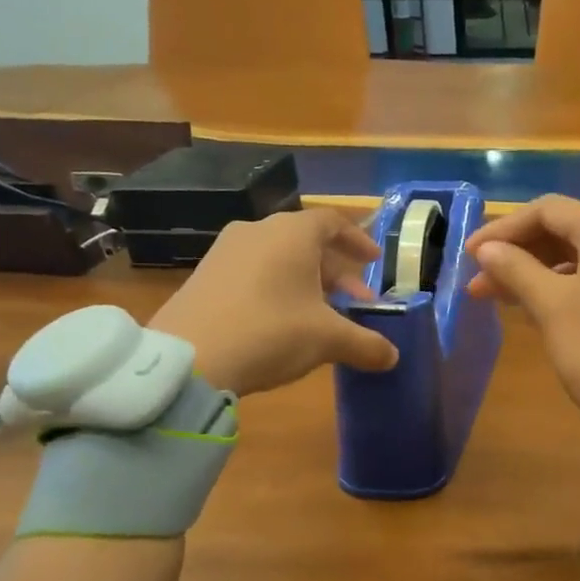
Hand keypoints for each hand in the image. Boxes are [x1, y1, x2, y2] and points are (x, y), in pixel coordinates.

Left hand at [150, 208, 398, 395]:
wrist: (187, 359)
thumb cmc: (270, 332)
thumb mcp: (327, 340)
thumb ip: (365, 344)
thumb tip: (393, 357)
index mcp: (292, 233)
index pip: (332, 222)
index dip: (358, 239)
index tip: (373, 261)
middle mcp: (258, 232)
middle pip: (308, 243)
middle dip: (338, 273)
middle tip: (357, 302)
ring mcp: (225, 252)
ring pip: (280, 260)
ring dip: (308, 284)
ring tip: (324, 317)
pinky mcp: (204, 276)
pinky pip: (254, 273)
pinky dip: (278, 290)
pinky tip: (284, 324)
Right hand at [466, 196, 579, 494]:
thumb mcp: (551, 306)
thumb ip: (516, 269)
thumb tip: (486, 249)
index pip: (547, 211)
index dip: (503, 229)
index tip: (469, 256)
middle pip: (564, 232)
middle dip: (517, 253)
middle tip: (478, 282)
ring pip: (578, 259)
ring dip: (534, 273)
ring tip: (496, 298)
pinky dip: (560, 289)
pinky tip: (532, 311)